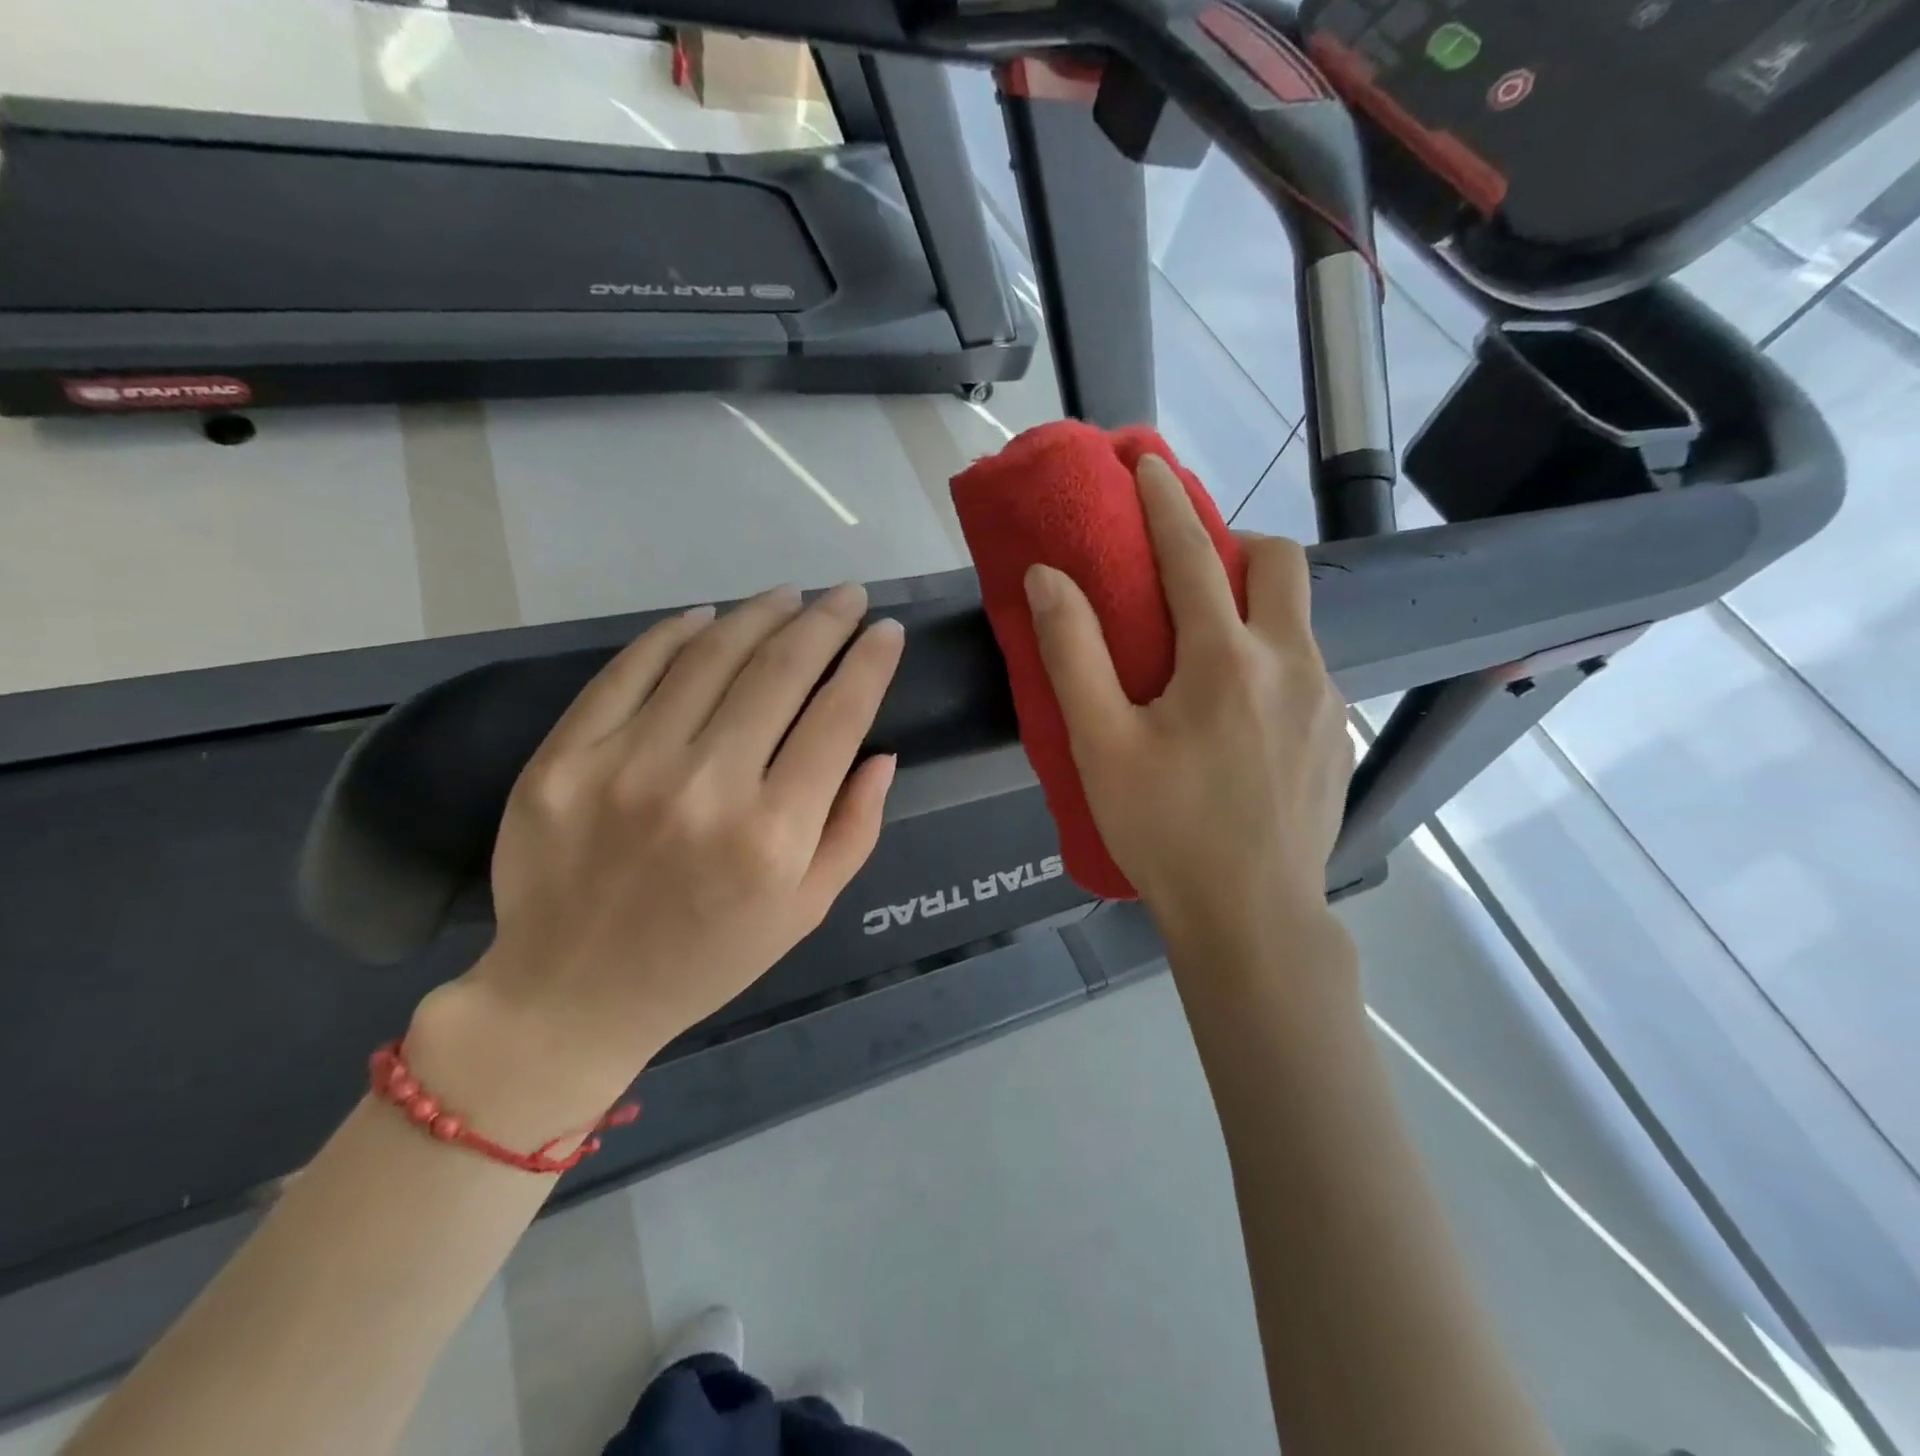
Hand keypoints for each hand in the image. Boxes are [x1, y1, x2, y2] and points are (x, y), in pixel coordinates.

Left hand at [408, 584, 903, 1129]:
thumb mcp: (806, 910)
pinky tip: (707, 618)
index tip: (889, 630)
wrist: (573, 995)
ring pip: (709, 657)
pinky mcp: (563, 758)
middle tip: (847, 594)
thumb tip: (881, 751)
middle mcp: (706, 789)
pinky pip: (629, 670)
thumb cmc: (708, 958)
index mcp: (774, 835)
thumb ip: (855, 829)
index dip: (871, 662)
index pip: (839, 717)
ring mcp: (626, 766)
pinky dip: (674, 634)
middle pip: (780, 671)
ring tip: (789, 596)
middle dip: (825, 621)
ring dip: (759, 614)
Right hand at [1025, 456, 1352, 951]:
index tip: (1147, 461)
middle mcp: (1290, 663)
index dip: (1164, 501)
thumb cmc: (1165, 831)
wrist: (1253, 919)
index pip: (1192, 554)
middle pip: (1280, 562)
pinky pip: (1307, 671)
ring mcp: (1326, 701)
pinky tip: (1239, 718)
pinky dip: (1270, 662)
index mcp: (1225, 659)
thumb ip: (1072, 654)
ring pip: (1297, 621)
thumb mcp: (1100, 745)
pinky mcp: (1339, 737)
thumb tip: (1048, 579)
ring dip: (1253, 610)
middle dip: (1235, 543)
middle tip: (1190, 575)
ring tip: (1206, 658)